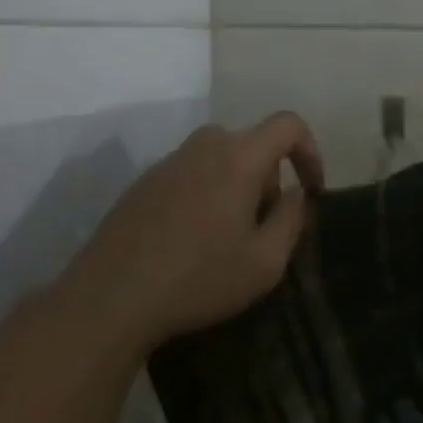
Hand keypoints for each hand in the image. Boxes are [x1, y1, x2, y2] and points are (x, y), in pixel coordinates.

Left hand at [68, 112, 324, 349]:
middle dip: (269, 178)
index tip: (311, 189)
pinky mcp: (143, 182)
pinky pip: (191, 174)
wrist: (110, 297)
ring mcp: (169, 162)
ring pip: (220, 159)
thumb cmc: (199, 278)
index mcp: (238, 156)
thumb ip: (292, 218)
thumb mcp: (265, 262)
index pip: (287, 125)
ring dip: (236, 186)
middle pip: (252, 145)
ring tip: (229, 236)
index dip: (310, 150)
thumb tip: (295, 193)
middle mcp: (204, 146)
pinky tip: (192, 240)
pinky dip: (205, 194)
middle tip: (265, 225)